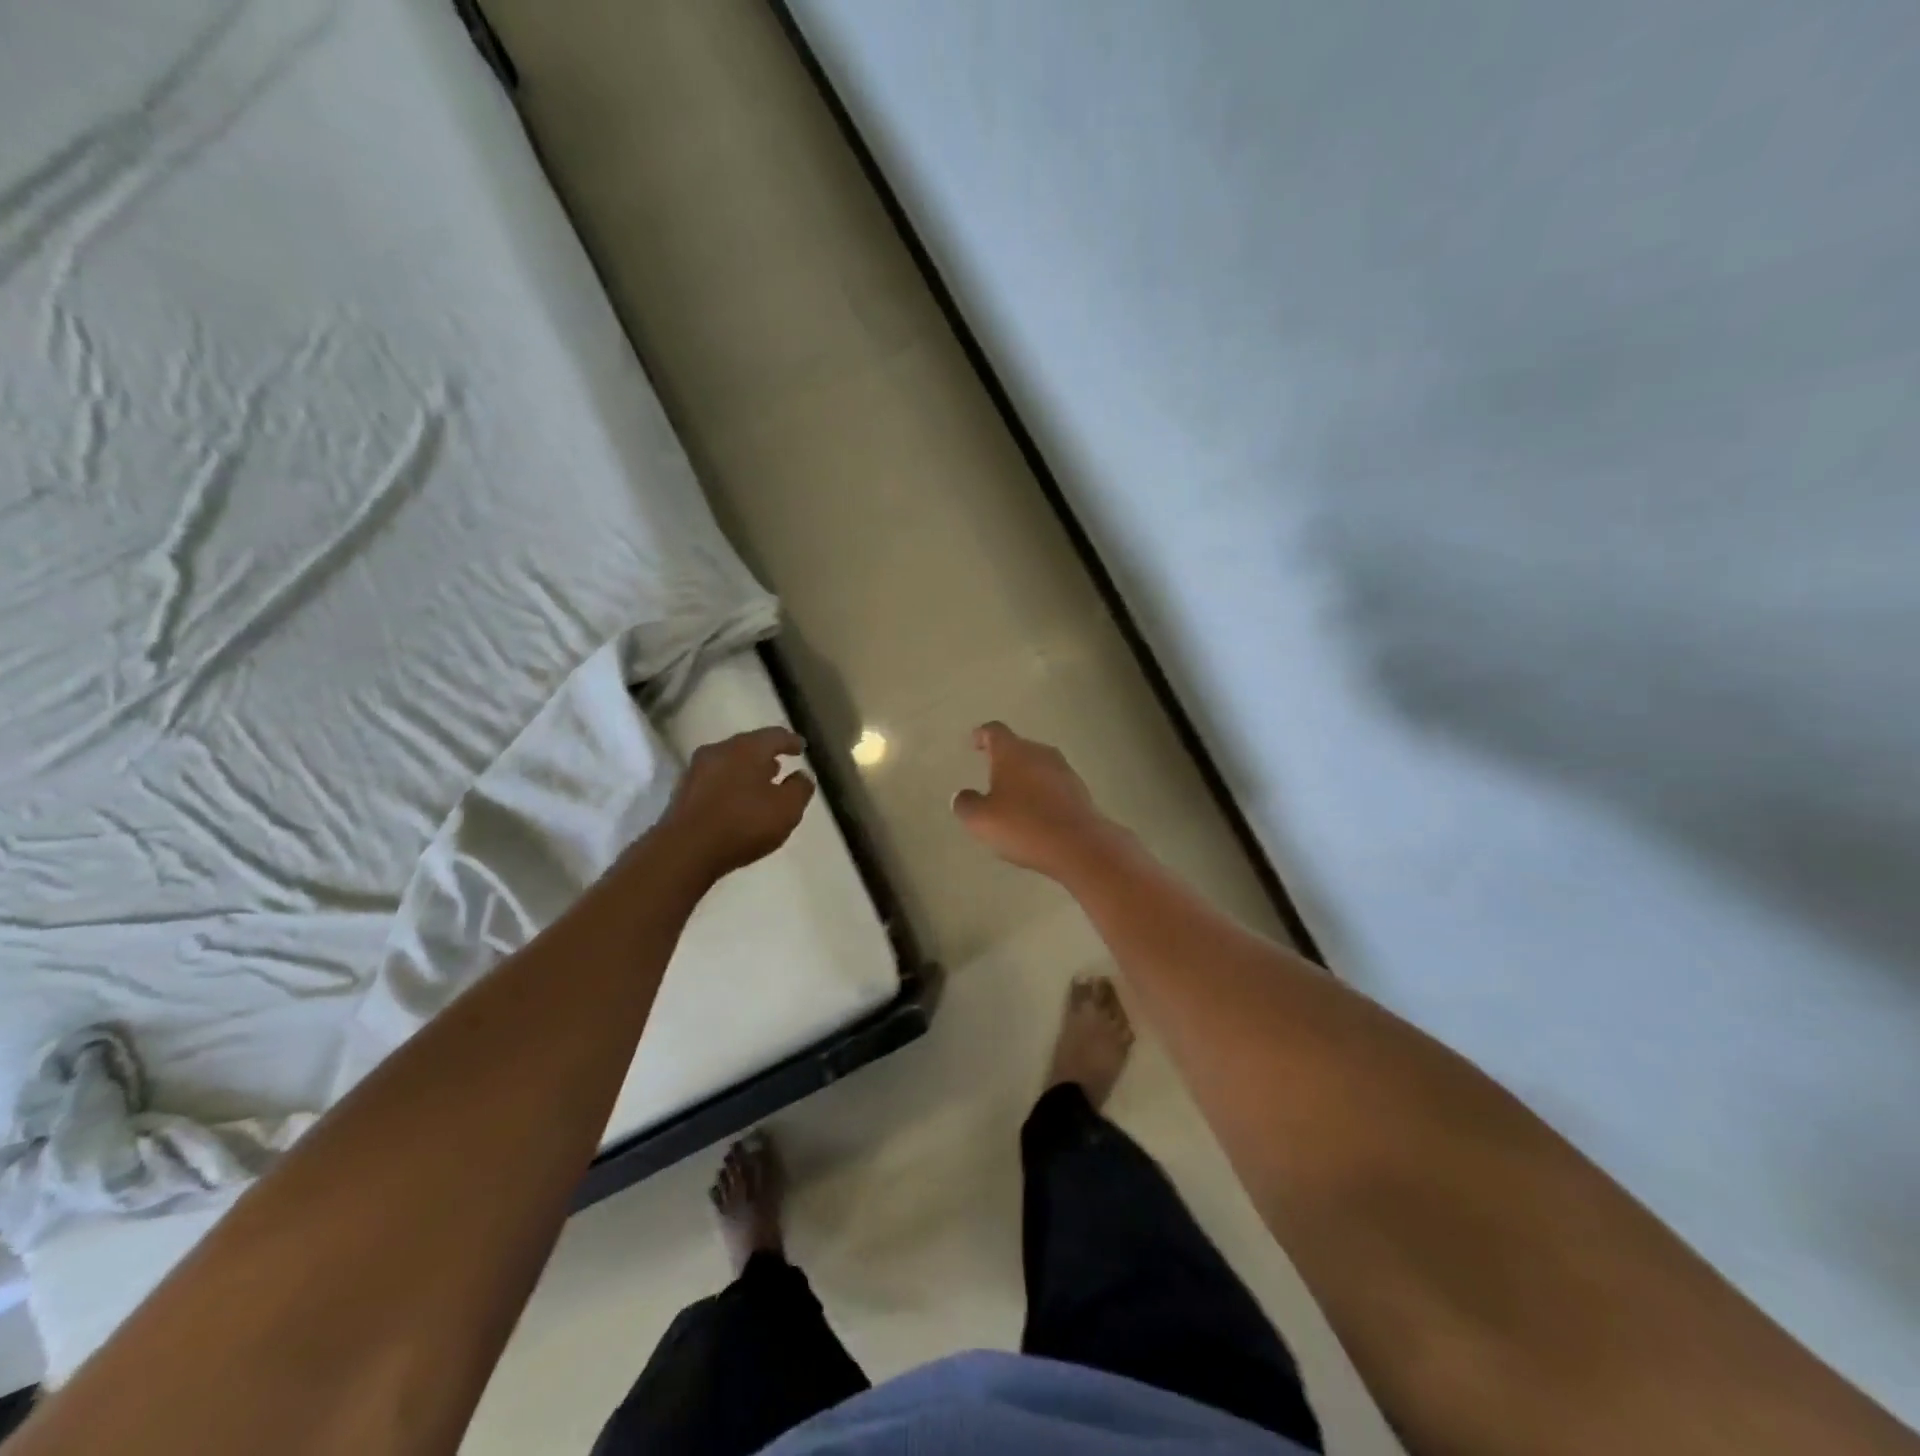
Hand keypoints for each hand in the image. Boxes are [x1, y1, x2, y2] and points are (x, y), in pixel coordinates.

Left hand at [658, 726, 813, 881]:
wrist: (684, 851)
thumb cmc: (743, 824)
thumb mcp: (787, 809)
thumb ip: (800, 789)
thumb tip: (802, 776)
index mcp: (747, 748)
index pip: (774, 735)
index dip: (791, 741)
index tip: (802, 747)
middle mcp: (719, 751)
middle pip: (748, 746)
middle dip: (766, 754)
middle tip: (780, 763)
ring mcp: (696, 771)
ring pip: (729, 762)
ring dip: (746, 770)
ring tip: (760, 783)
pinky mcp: (683, 793)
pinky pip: (714, 781)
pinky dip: (730, 785)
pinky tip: (736, 801)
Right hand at [952, 721, 1128, 880]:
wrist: (1079, 846)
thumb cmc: (1023, 825)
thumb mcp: (981, 820)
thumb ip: (966, 804)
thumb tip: (963, 796)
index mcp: (1013, 752)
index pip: (994, 731)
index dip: (982, 735)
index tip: (975, 741)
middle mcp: (1040, 753)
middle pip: (1018, 747)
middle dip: (1004, 759)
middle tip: (991, 773)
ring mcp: (1063, 770)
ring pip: (1038, 766)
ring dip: (1025, 777)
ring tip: (1013, 797)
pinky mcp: (1080, 791)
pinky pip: (1053, 785)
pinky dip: (1041, 793)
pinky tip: (1036, 814)